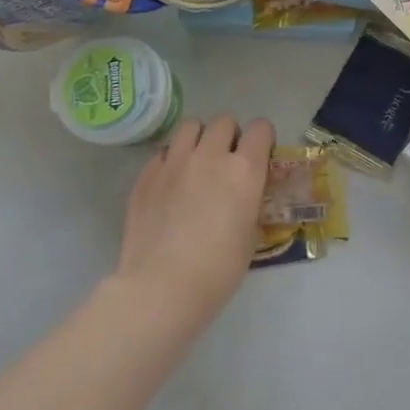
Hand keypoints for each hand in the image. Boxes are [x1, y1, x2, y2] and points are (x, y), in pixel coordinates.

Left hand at [113, 115, 273, 332]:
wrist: (162, 288)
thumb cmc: (219, 268)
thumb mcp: (251, 232)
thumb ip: (250, 200)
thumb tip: (245, 193)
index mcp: (245, 169)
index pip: (261, 128)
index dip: (262, 139)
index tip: (260, 156)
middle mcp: (211, 156)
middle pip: (224, 121)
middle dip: (230, 136)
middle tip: (227, 161)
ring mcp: (175, 162)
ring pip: (191, 126)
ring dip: (199, 139)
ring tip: (197, 162)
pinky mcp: (146, 175)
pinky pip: (164, 152)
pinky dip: (172, 160)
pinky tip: (171, 183)